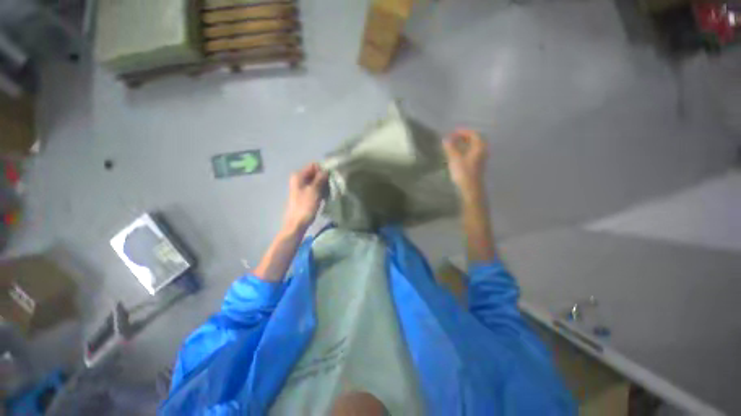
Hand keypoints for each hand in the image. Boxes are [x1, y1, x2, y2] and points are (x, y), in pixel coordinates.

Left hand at [283, 163, 327, 232]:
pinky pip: (315, 188)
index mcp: (298, 176)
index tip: (331, 177)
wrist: (297, 224)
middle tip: (332, 185)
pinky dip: (320, 191)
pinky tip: (325, 196)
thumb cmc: (305, 206)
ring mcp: (301, 188)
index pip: (313, 165)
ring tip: (330, 191)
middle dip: (324, 178)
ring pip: (316, 181)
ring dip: (323, 185)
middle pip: (314, 173)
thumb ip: (320, 179)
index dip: (323, 170)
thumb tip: (326, 170)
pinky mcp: (305, 195)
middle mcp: (299, 179)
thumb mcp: (314, 191)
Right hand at [443, 129, 487, 197]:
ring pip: (473, 148)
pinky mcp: (476, 167)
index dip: (463, 132)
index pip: (473, 134)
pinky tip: (457, 156)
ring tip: (454, 146)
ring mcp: (480, 160)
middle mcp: (482, 152)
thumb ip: (450, 148)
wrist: (470, 190)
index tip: (453, 132)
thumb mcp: (455, 159)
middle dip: (464, 138)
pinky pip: (471, 155)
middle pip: (475, 141)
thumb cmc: (463, 173)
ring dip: (464, 145)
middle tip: (454, 138)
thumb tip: (445, 139)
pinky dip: (464, 152)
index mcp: (479, 147)